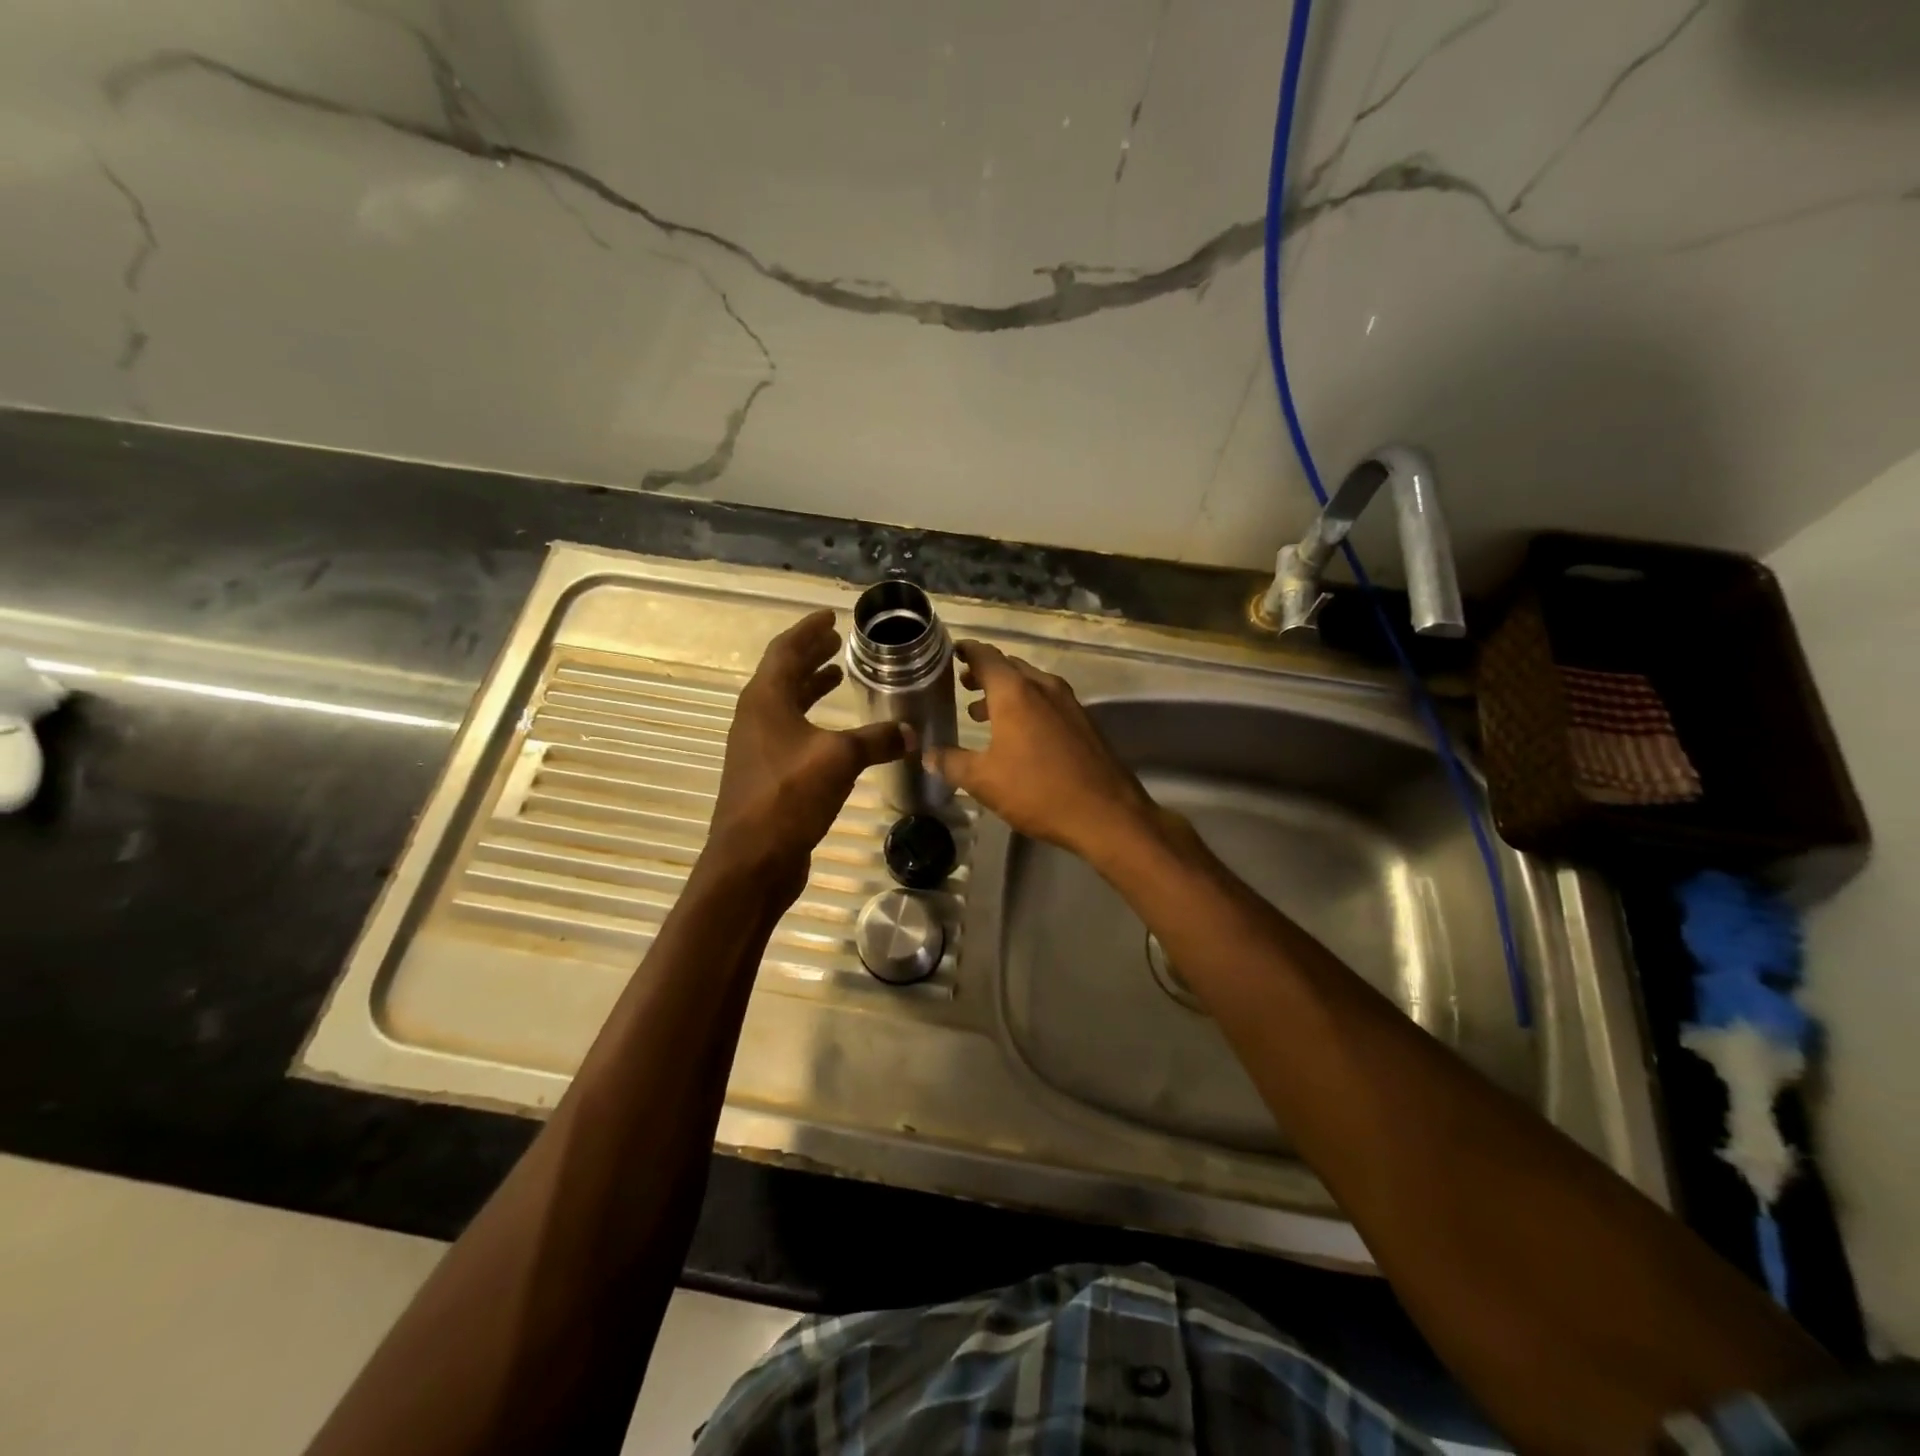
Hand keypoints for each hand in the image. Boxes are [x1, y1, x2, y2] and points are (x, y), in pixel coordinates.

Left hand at [708, 610, 905, 897]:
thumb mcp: (839, 759)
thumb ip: (876, 740)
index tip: (830, 617)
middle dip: (810, 656)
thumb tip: (910, 732)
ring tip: (837, 677)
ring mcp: (757, 748)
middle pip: (783, 675)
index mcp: (765, 700)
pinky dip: (813, 721)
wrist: (751, 860)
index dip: (808, 630)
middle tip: (836, 643)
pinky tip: (836, 733)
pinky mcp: (766, 775)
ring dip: (810, 688)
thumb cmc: (789, 796)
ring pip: (786, 705)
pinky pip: (791, 733)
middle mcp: (756, 718)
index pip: (785, 651)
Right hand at [922, 640, 1159, 858]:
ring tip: (980, 713)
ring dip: (1005, 693)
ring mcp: (1068, 703)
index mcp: (1015, 691)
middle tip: (961, 684)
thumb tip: (929, 755)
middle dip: (984, 674)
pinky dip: (1026, 707)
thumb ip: (952, 763)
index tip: (950, 653)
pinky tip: (1017, 735)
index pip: (985, 656)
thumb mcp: (984, 780)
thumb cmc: (1037, 790)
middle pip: (1009, 667)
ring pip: (1030, 685)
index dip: (966, 651)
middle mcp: (1043, 687)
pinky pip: (1047, 702)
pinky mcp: (1084, 722)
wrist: (1105, 813)